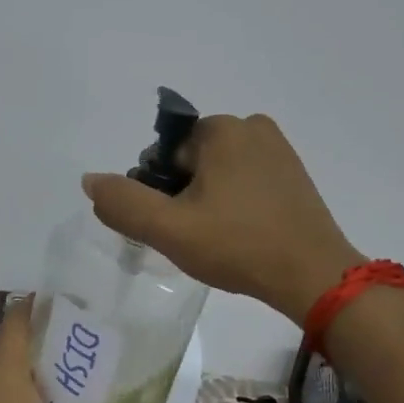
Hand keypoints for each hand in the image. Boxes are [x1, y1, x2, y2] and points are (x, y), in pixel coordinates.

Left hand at [0, 301, 155, 402]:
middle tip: (93, 344)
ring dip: (39, 365)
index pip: (18, 316)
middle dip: (52, 336)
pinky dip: (25, 387)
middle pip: (16, 339)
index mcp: (2, 372)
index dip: (47, 305)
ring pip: (8, 366)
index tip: (81, 310)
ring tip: (79, 376)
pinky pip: (1, 388)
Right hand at [81, 112, 361, 327]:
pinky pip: (246, 181)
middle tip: (197, 237)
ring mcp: (278, 149)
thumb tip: (90, 180)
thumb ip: (123, 203)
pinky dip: (235, 203)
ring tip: (221, 239)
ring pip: (218, 173)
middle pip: (191, 162)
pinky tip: (242, 234)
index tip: (176, 225)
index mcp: (221, 128)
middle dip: (184, 195)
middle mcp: (252, 126)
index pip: (165, 156)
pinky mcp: (294, 173)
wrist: (313, 276)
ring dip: (208, 201)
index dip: (161, 193)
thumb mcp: (169, 229)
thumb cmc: (238, 246)